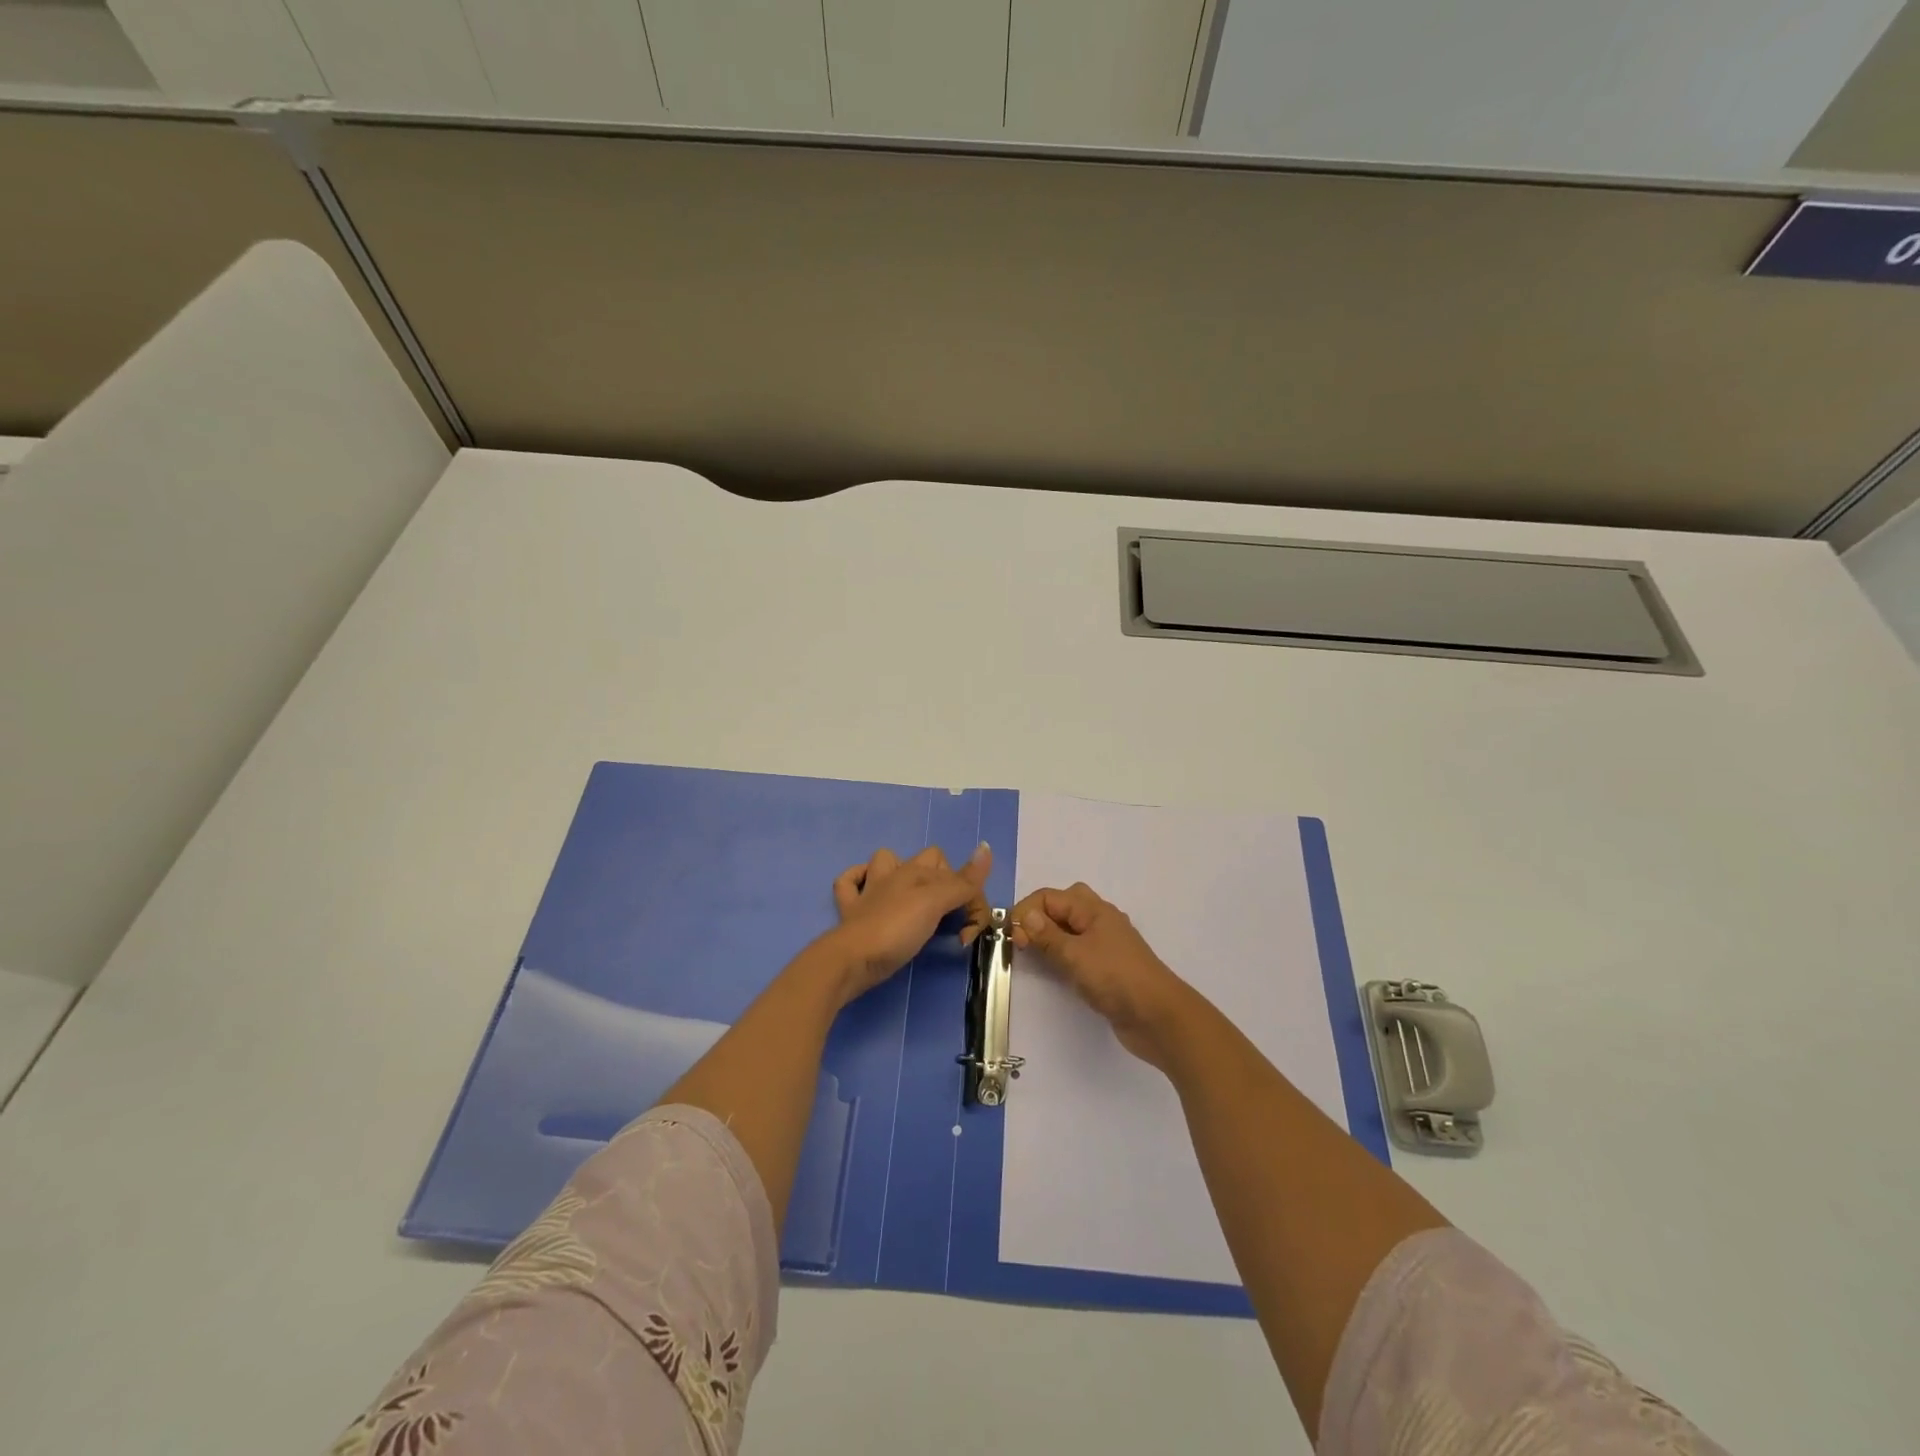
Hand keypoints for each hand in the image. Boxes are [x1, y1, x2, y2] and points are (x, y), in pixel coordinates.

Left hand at [826, 843, 993, 1001]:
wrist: (852, 958)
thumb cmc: (897, 929)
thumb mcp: (936, 903)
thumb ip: (963, 881)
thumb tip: (986, 847)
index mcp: (915, 872)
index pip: (955, 873)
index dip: (969, 898)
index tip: (969, 930)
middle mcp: (893, 875)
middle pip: (925, 861)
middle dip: (941, 880)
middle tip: (949, 915)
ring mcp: (868, 892)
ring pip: (884, 864)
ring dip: (898, 873)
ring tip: (915, 899)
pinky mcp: (850, 912)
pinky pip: (849, 884)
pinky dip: (858, 882)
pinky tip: (866, 891)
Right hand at [1010, 882, 1192, 1067]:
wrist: (1158, 1017)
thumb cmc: (1115, 978)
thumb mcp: (1075, 955)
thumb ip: (1047, 936)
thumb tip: (1024, 916)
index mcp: (1093, 909)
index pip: (1049, 897)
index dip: (1026, 912)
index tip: (1013, 938)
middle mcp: (1100, 920)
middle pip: (1062, 906)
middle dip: (1038, 917)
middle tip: (1023, 941)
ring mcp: (1106, 943)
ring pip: (1071, 928)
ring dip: (1050, 936)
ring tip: (1033, 954)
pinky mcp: (1108, 966)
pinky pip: (1079, 949)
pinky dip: (1062, 953)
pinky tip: (1056, 969)